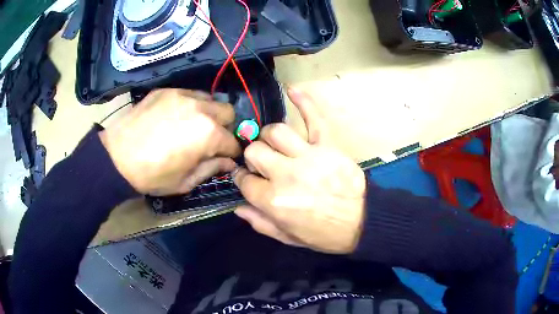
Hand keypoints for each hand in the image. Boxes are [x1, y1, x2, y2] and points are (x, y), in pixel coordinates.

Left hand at [100, 89, 240, 195]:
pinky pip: (189, 94)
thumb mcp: (185, 182)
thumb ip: (211, 169)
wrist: (116, 158)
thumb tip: (229, 163)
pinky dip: (190, 105)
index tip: (223, 158)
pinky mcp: (167, 90)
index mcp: (209, 134)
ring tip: (192, 126)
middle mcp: (201, 109)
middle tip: (209, 140)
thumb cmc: (152, 176)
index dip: (231, 153)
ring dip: (209, 113)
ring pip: (210, 99)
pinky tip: (175, 117)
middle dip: (225, 127)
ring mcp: (183, 95)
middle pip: (228, 112)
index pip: (233, 142)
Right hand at [233, 88, 365, 253]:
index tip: (247, 179)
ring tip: (274, 143)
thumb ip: (261, 223)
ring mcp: (307, 156)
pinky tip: (291, 90)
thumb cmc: (325, 234)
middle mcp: (285, 174)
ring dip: (270, 136)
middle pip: (255, 151)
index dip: (242, 179)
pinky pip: (313, 118)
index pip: (244, 180)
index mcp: (273, 200)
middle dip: (253, 156)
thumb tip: (238, 207)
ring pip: (276, 132)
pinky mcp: (327, 145)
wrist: (363, 222)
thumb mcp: (289, 238)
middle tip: (262, 164)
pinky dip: (303, 102)